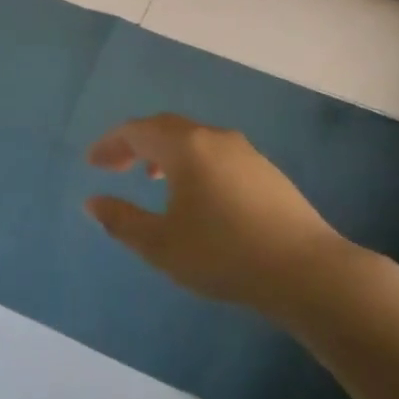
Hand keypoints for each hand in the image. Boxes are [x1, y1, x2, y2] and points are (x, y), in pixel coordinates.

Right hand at [85, 114, 369, 323]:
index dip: (110, 145)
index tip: (92, 164)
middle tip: (115, 166)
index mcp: (186, 147)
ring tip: (152, 176)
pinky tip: (196, 192)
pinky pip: (216, 153)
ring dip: (166, 151)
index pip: (136, 131)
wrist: (307, 271)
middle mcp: (215, 138)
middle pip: (166, 128)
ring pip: (194, 139)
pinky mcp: (266, 171)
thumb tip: (93, 202)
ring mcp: (246, 152)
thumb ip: (121, 220)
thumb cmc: (224, 254)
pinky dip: (192, 161)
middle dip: (135, 144)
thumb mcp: (161, 245)